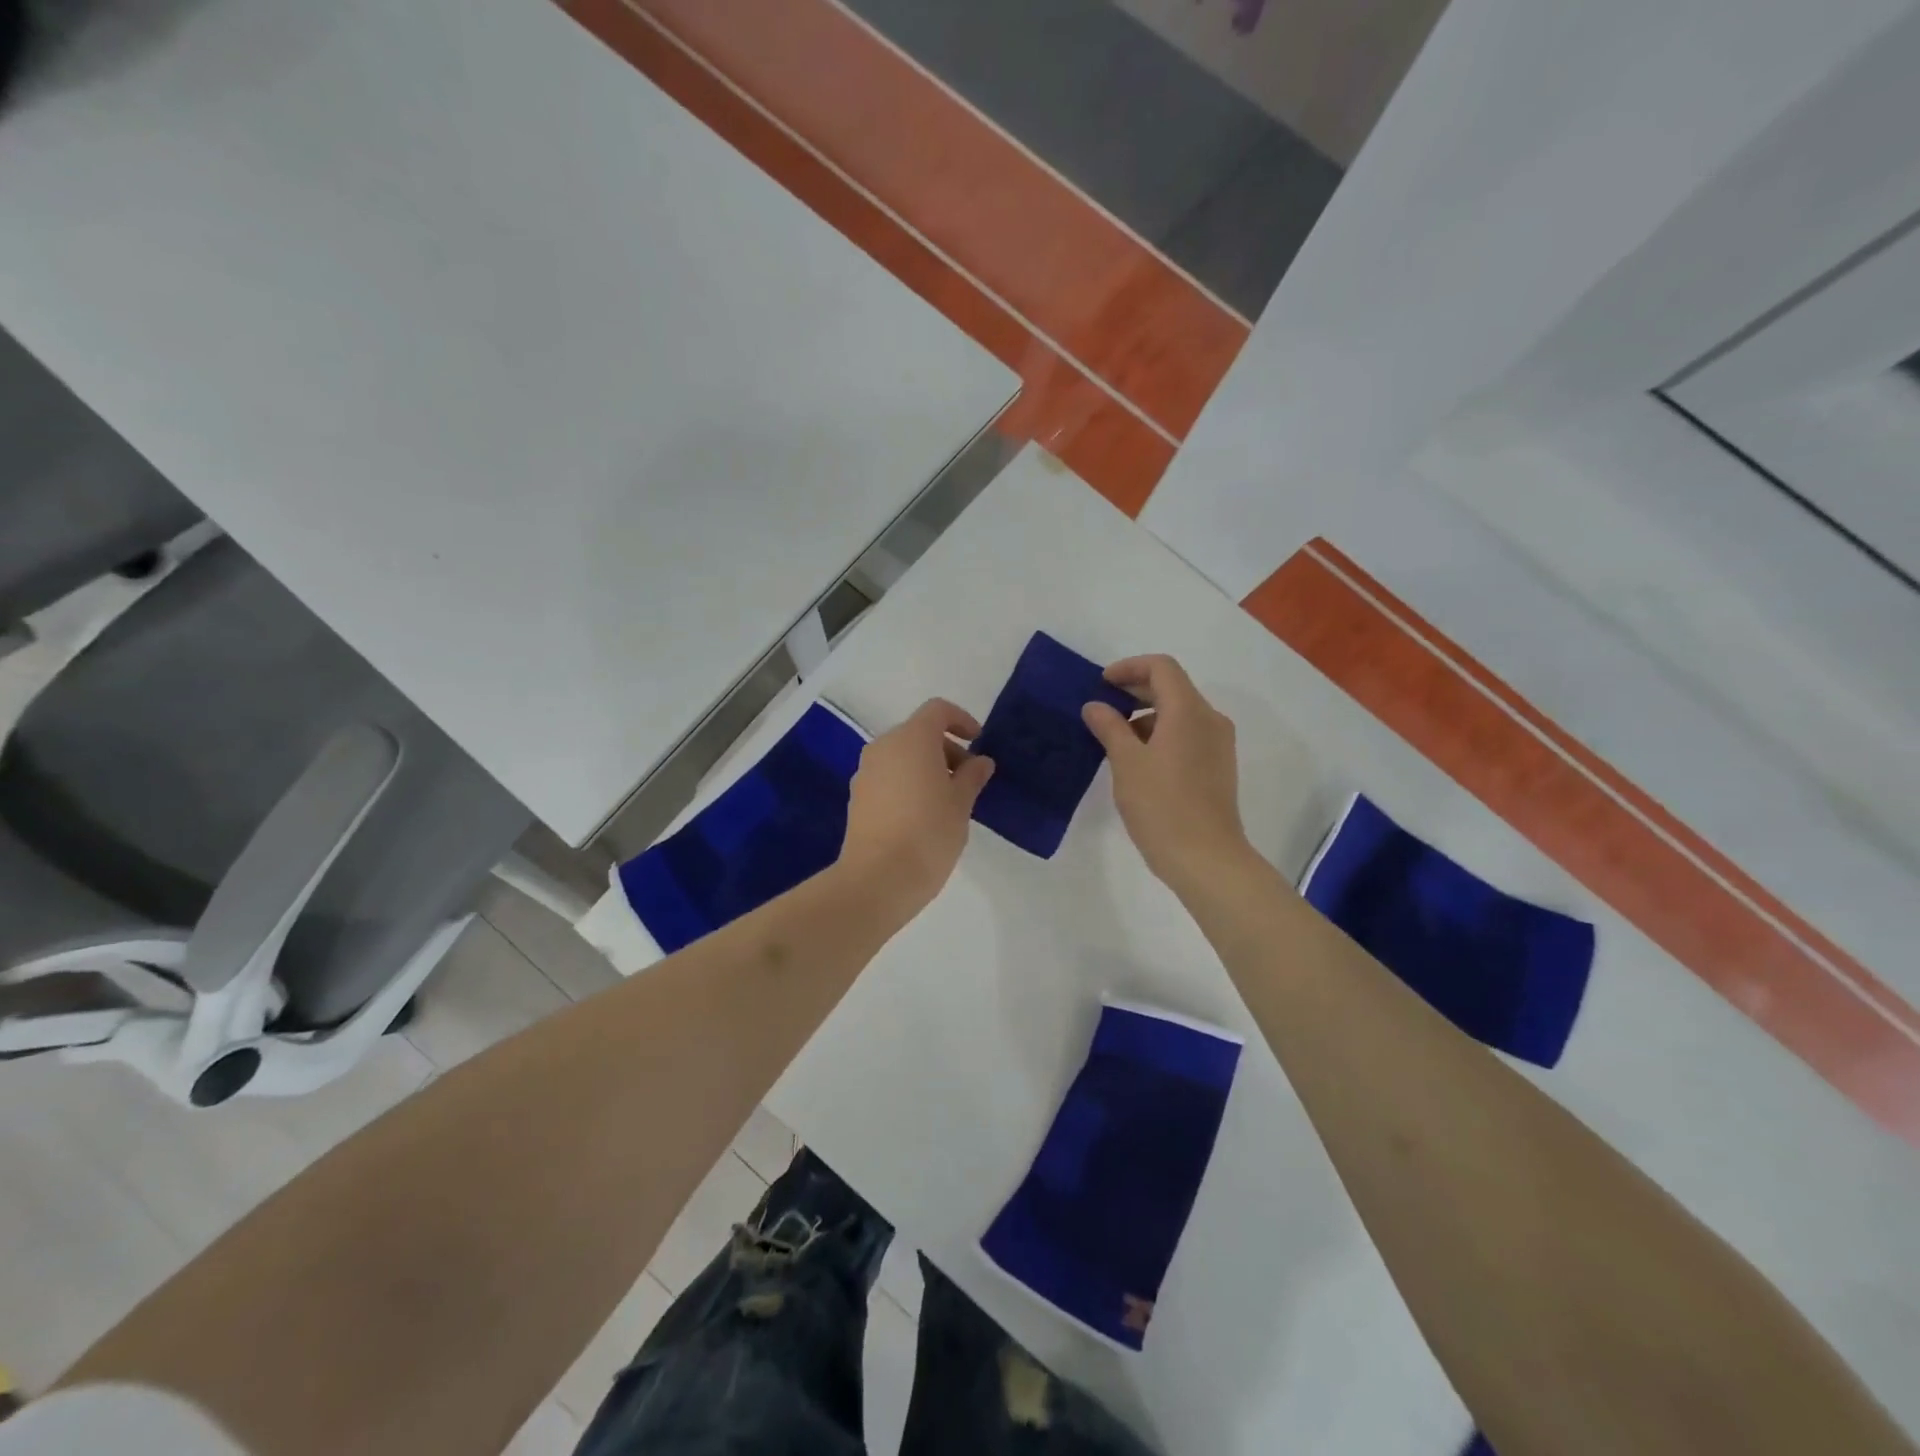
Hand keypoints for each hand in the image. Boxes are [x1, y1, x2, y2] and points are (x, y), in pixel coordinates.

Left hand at [838, 698, 994, 909]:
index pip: (937, 710)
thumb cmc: (928, 832)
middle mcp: (884, 746)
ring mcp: (865, 772)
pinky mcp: (857, 797)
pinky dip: (907, 783)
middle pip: (918, 733)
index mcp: (912, 738)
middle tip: (968, 780)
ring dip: (926, 768)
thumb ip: (972, 776)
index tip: (978, 743)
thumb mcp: (961, 803)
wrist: (877, 878)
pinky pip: (888, 777)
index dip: (961, 720)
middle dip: (946, 749)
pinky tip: (922, 816)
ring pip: (901, 756)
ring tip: (947, 801)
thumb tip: (980, 762)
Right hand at [1082, 655, 1248, 890]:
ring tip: (1114, 738)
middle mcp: (1209, 719)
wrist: (1206, 858)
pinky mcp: (1217, 766)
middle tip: (1102, 706)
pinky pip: (1187, 734)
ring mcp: (1218, 744)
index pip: (1161, 668)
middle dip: (1135, 690)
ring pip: (1180, 713)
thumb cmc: (1162, 806)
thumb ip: (1109, 727)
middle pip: (1172, 687)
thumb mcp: (1126, 763)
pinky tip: (1138, 759)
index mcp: (1188, 711)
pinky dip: (1161, 734)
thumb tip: (1095, 706)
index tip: (1101, 684)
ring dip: (1146, 715)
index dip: (1129, 668)